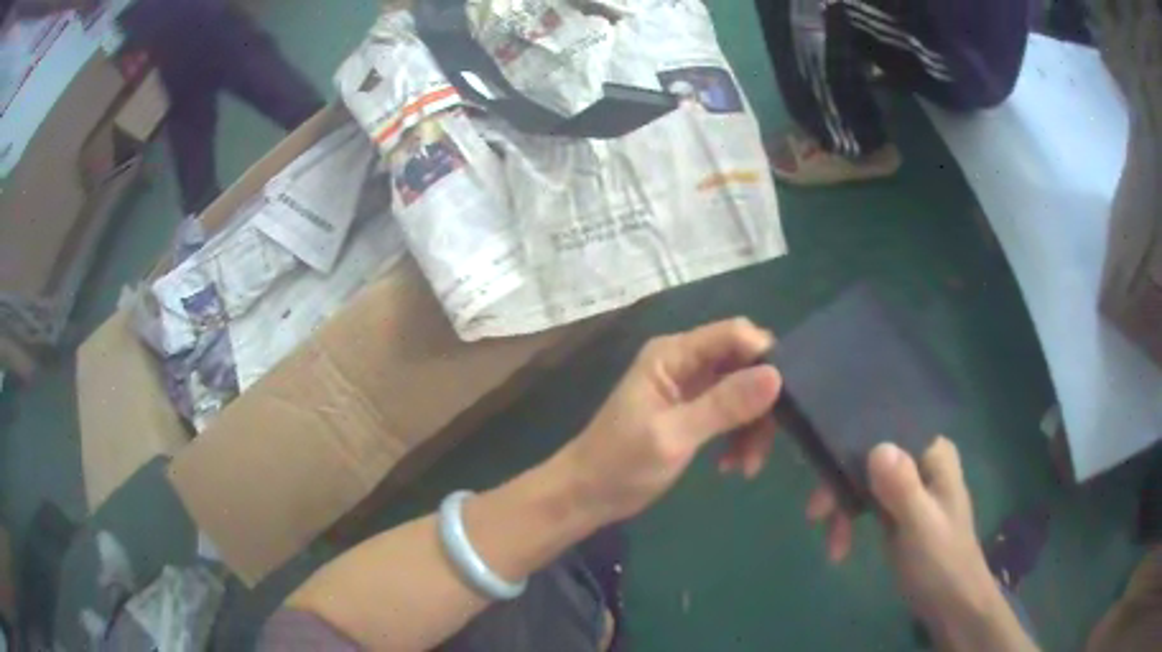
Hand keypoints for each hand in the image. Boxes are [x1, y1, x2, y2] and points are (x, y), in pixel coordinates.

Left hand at [554, 318, 782, 524]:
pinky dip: (739, 437)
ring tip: (746, 466)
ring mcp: (690, 387)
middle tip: (765, 443)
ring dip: (752, 427)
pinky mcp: (694, 412)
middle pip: (744, 364)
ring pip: (743, 392)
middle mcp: (684, 362)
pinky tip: (732, 466)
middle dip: (761, 402)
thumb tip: (776, 376)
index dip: (765, 358)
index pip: (734, 334)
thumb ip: (724, 405)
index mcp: (673, 354)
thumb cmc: (620, 464)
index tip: (786, 398)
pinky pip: (732, 413)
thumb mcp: (674, 436)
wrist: (587, 496)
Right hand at [808, 439, 1024, 647]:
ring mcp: (908, 484)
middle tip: (815, 514)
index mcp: (933, 452)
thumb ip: (902, 488)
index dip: (853, 441)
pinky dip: (849, 521)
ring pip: (862, 479)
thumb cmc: (941, 561)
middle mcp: (920, 460)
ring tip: (832, 547)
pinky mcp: (896, 508)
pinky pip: (864, 502)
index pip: (888, 428)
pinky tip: (839, 548)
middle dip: (841, 486)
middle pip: (869, 455)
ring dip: (842, 509)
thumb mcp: (921, 525)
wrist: (950, 602)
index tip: (825, 467)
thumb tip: (876, 447)